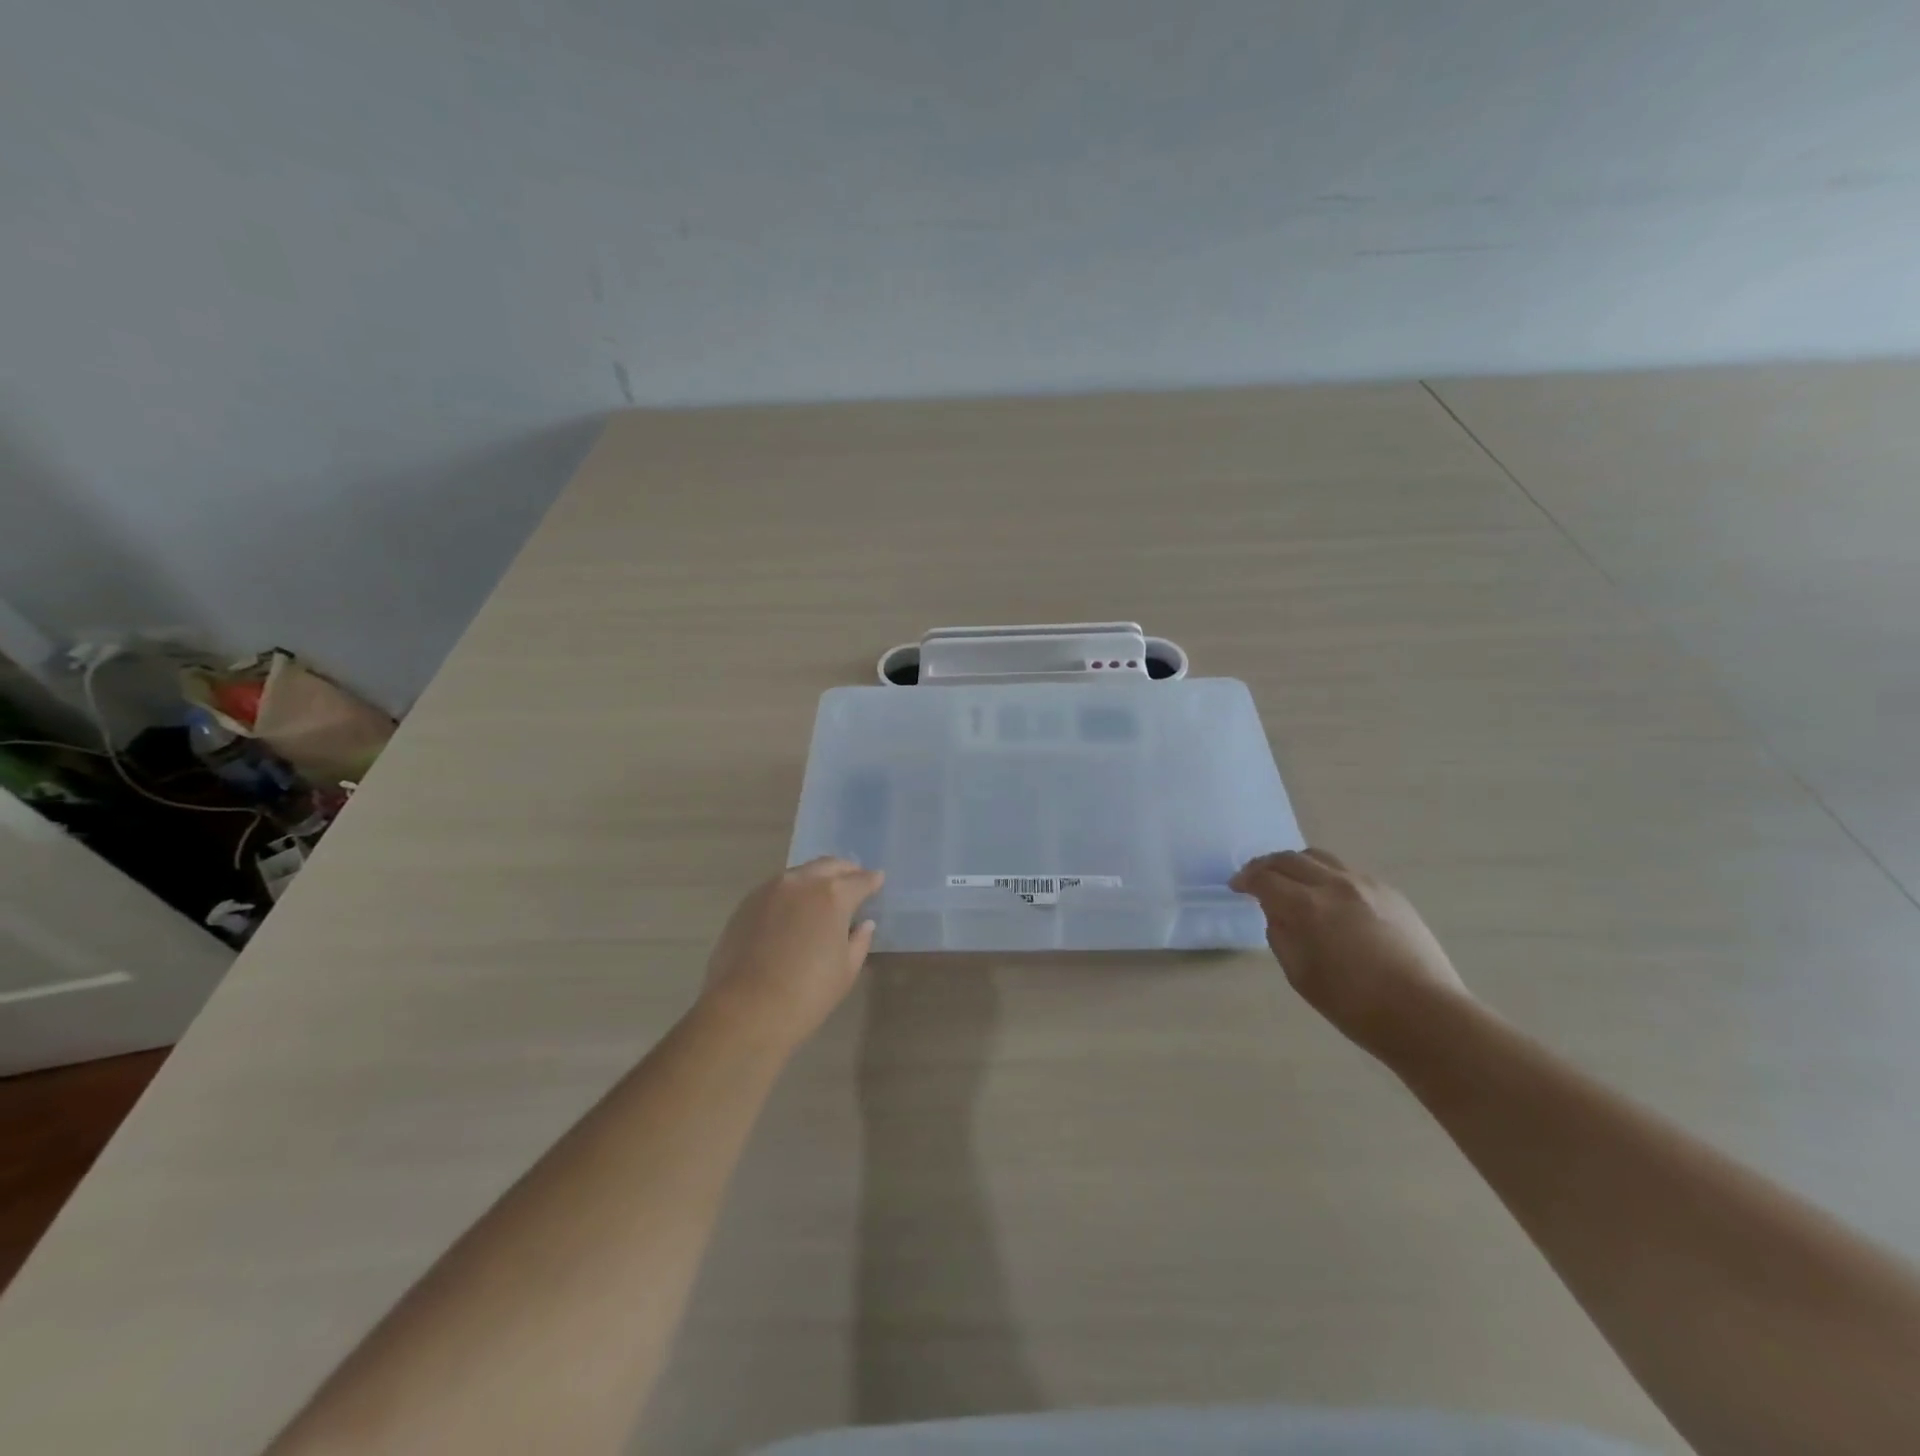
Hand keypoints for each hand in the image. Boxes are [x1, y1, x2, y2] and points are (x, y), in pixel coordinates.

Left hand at [700, 858, 882, 1048]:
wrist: (745, 1010)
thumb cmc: (807, 994)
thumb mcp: (846, 971)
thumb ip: (859, 941)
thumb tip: (864, 924)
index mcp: (833, 895)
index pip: (860, 880)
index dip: (872, 880)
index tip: (878, 880)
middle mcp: (802, 882)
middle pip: (829, 865)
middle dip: (845, 871)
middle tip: (853, 880)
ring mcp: (771, 889)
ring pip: (801, 873)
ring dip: (816, 878)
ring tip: (823, 894)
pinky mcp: (747, 903)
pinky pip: (777, 888)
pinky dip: (792, 892)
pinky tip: (793, 910)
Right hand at [1231, 848, 1469, 1053]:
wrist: (1425, 1015)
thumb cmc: (1354, 1005)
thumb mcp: (1300, 975)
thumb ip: (1280, 935)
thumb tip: (1277, 913)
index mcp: (1307, 907)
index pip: (1264, 878)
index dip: (1245, 879)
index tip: (1236, 886)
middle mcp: (1334, 885)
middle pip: (1289, 859)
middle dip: (1266, 865)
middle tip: (1255, 878)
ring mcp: (1366, 885)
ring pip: (1320, 858)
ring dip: (1296, 864)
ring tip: (1290, 880)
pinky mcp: (1390, 893)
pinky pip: (1347, 872)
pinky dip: (1326, 875)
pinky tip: (1328, 897)